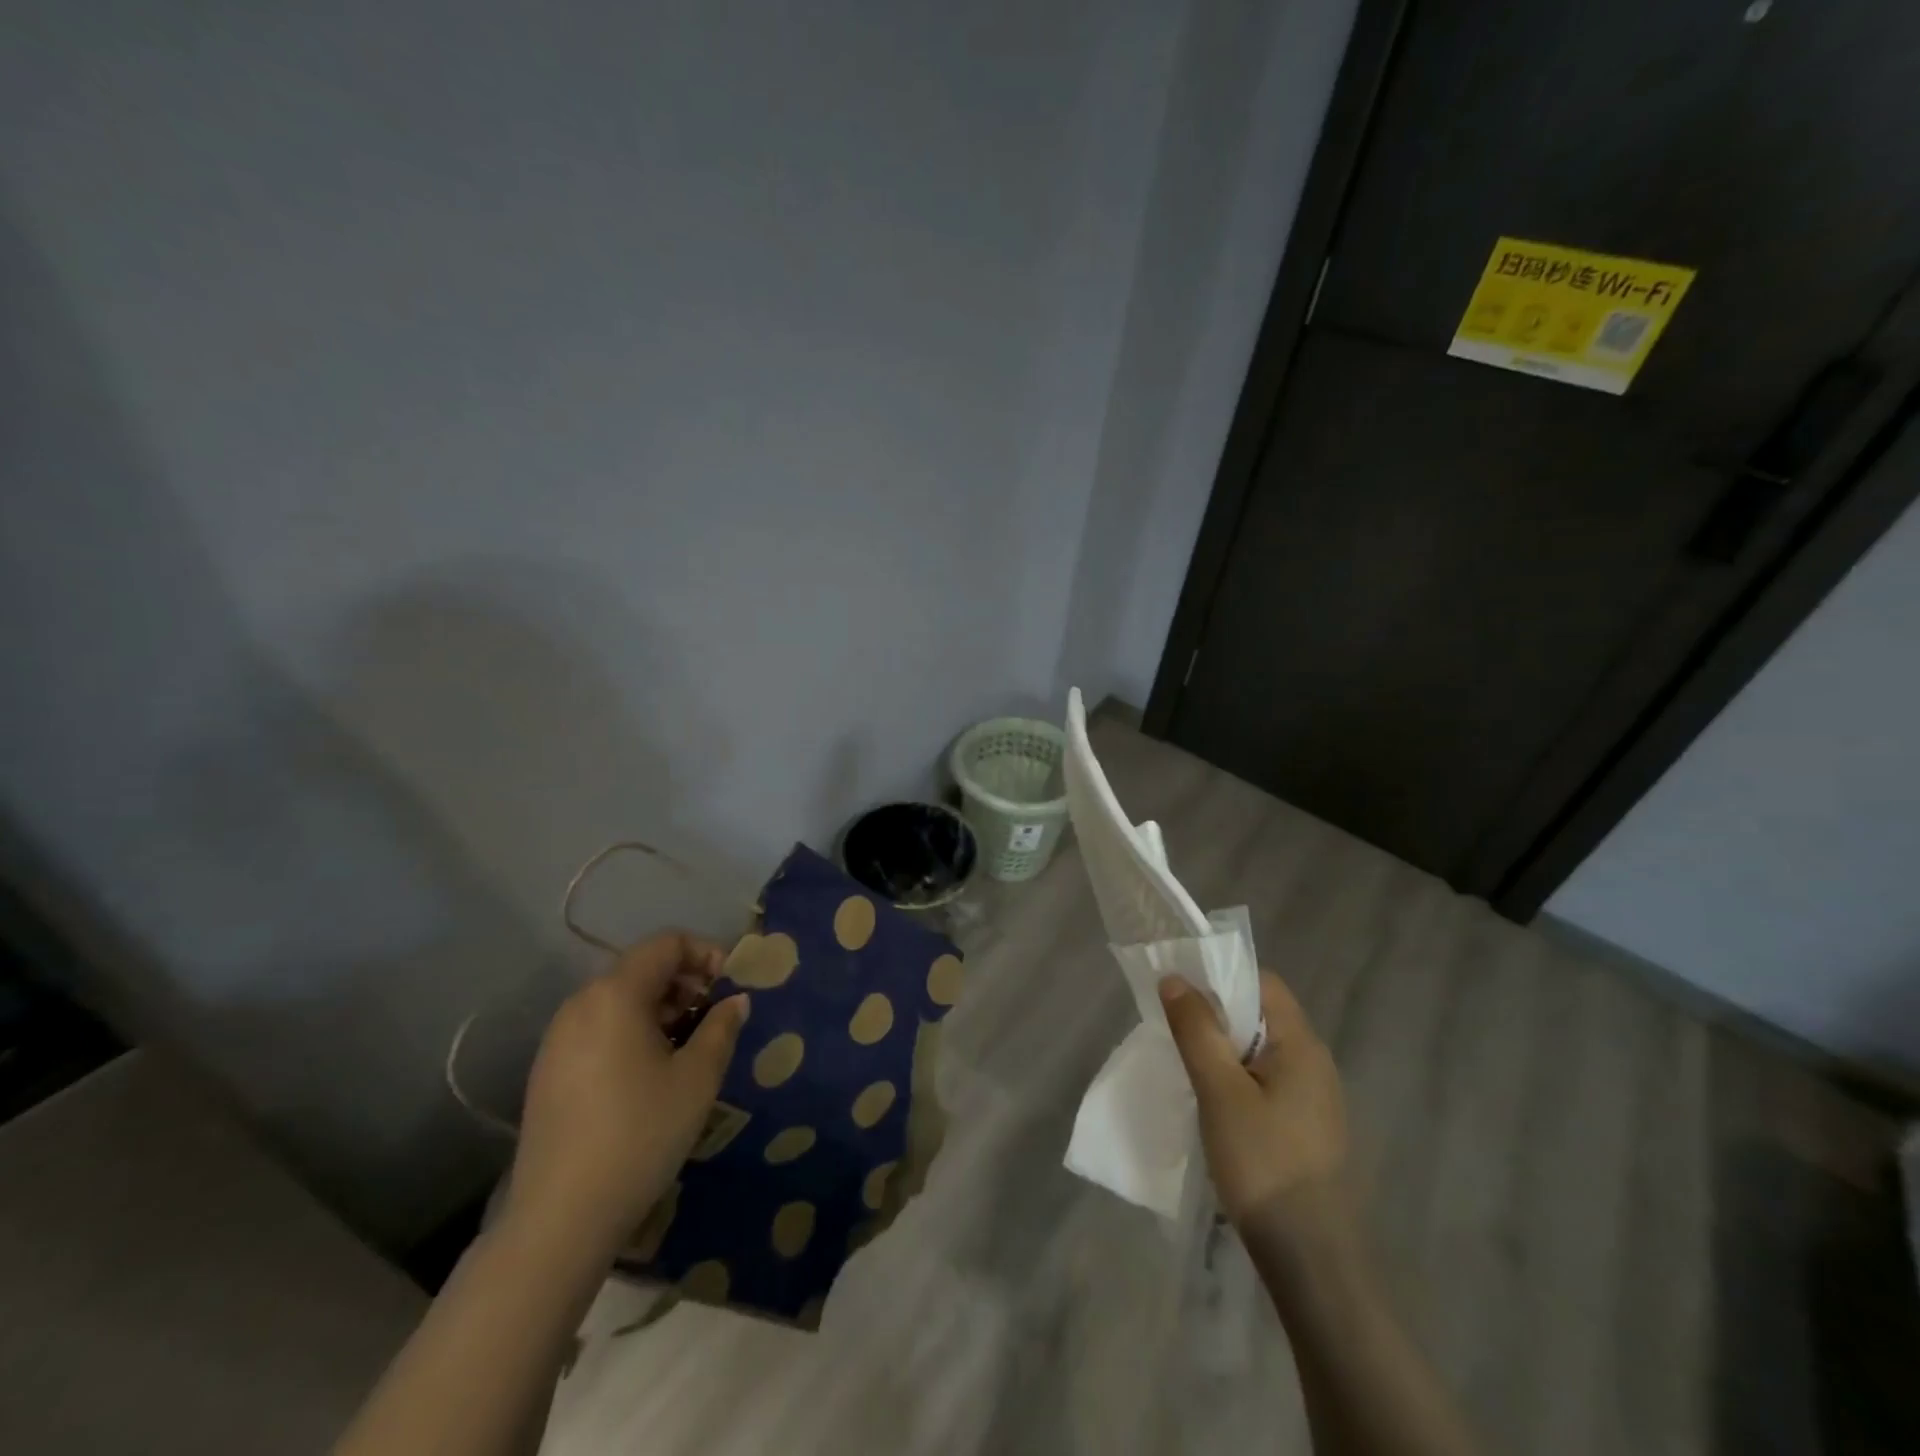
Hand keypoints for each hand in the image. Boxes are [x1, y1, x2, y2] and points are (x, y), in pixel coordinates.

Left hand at [503, 931, 748, 1258]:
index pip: (666, 943)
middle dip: (684, 983)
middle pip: (641, 968)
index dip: (705, 953)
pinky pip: (598, 1028)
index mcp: (616, 994)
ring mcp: (557, 1038)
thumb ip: (722, 1027)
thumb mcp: (698, 1078)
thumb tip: (735, 1001)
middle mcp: (580, 1004)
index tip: (729, 986)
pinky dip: (631, 1031)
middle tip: (714, 1018)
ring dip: (660, 1008)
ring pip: (619, 999)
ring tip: (687, 1047)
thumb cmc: (640, 1133)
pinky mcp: (547, 1071)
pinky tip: (649, 1073)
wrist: (560, 1217)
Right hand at [1159, 971, 1348, 1236]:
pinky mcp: (1305, 1129)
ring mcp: (1314, 1099)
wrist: (1312, 1262)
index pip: (1263, 983)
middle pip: (1261, 1015)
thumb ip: (1197, 1030)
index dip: (1221, 975)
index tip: (1181, 989)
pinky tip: (1212, 1102)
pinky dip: (1235, 1079)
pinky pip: (1265, 1082)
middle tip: (1174, 1027)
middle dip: (1216, 1014)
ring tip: (1186, 1063)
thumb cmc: (1264, 1164)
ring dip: (1223, 1049)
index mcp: (1302, 1045)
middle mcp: (1315, 1063)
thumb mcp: (1220, 1091)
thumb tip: (1175, 978)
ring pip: (1260, 1052)